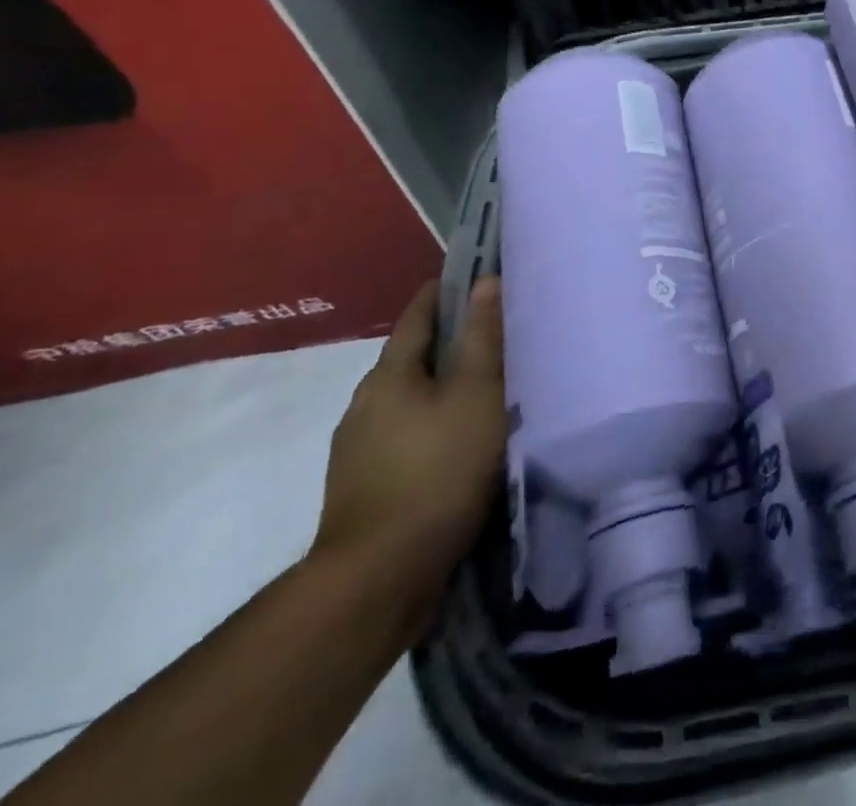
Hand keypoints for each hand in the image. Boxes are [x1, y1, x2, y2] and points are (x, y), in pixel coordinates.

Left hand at [312, 278, 505, 635]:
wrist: (379, 577)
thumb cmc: (438, 470)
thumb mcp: (476, 395)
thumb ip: (483, 338)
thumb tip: (487, 281)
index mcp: (389, 375)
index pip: (418, 316)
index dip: (445, 292)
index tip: (478, 278)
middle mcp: (365, 404)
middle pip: (411, 358)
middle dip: (449, 342)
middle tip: (497, 334)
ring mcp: (358, 449)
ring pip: (408, 399)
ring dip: (441, 387)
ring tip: (486, 387)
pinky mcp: (365, 486)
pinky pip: (405, 435)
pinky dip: (432, 424)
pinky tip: (460, 439)